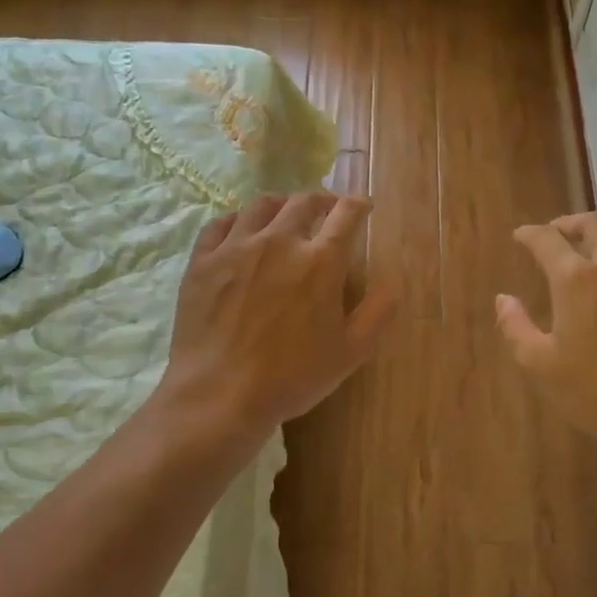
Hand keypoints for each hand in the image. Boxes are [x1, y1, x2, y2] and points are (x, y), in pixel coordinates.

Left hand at [157, 193, 398, 450]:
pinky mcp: (202, 261)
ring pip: (261, 205)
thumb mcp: (351, 352)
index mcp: (320, 261)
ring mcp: (236, 248)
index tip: (363, 207)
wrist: (219, 396)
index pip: (346, 214)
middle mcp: (279, 241)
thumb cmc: (292, 377)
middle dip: (322, 200)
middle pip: (303, 201)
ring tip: (285, 214)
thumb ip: (378, 312)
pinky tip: (242, 231)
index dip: (358, 205)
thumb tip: (395, 282)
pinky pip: (221, 224)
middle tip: (327, 210)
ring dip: (281, 204)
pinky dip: (238, 220)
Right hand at [496, 213, 596, 459]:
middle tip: (557, 236)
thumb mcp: (541, 365)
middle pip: (593, 224)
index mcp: (577, 278)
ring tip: (596, 257)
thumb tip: (503, 299)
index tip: (521, 236)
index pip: (547, 239)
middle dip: (569, 224)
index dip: (530, 234)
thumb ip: (516, 327)